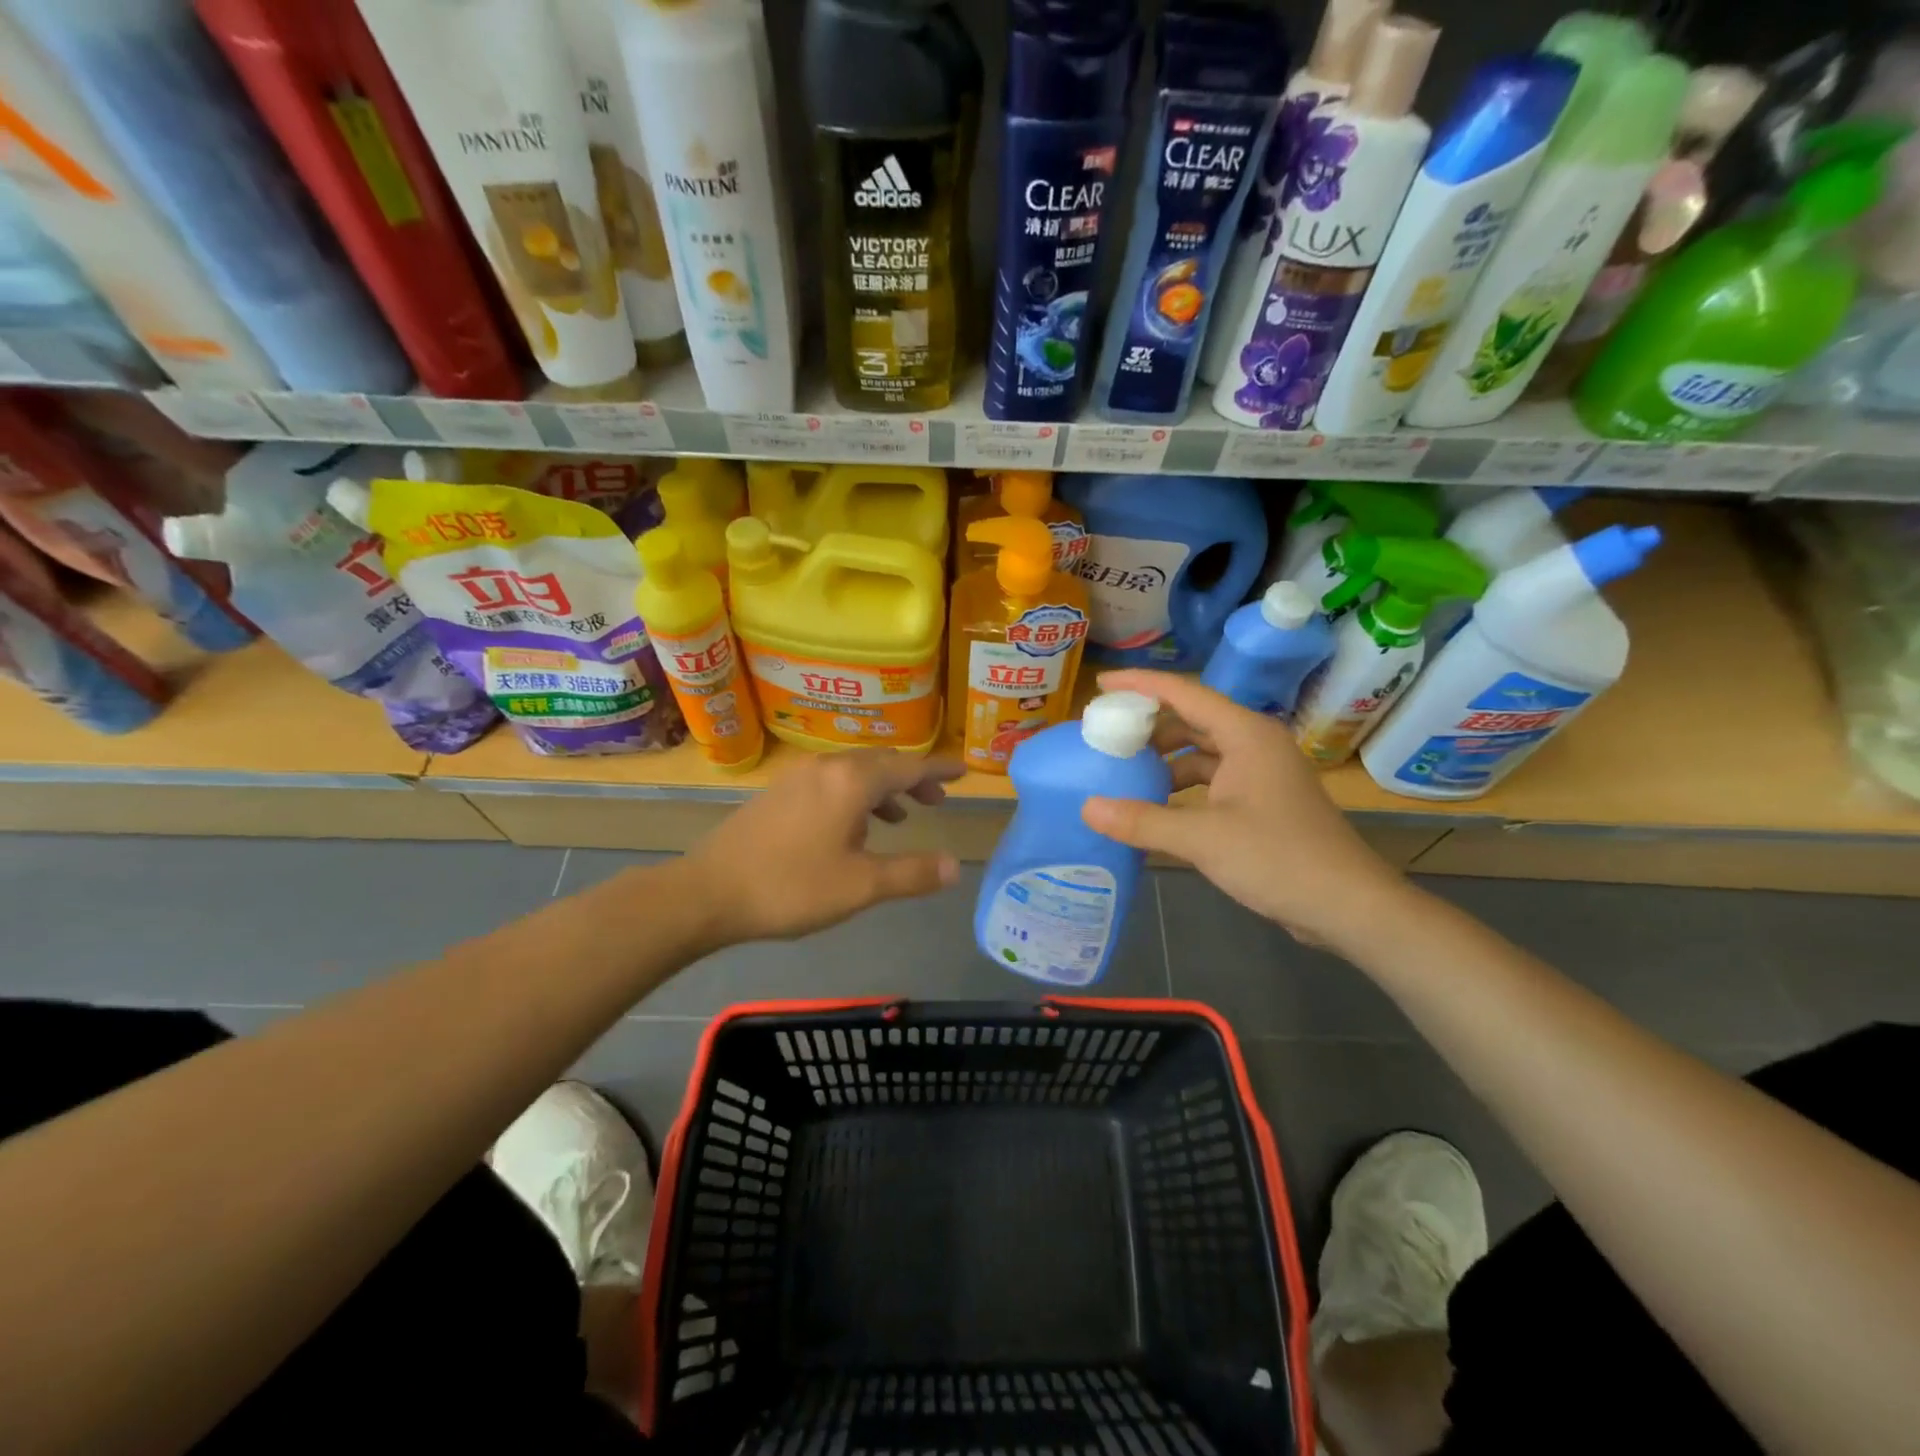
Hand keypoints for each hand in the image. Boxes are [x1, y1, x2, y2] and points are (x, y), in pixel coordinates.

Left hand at [686, 749, 963, 945]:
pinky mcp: (778, 792)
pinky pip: (831, 781)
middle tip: (937, 798)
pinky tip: (853, 827)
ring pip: (854, 771)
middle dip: (912, 777)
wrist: (708, 892)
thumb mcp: (860, 885)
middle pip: (881, 762)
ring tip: (902, 816)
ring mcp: (798, 777)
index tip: (964, 770)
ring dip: (883, 787)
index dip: (939, 769)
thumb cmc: (791, 887)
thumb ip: (911, 873)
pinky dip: (855, 795)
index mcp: (852, 781)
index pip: (909, 766)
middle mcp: (827, 767)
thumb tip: (954, 866)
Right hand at [1081, 670, 1413, 952]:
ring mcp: (1261, 774)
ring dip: (1164, 762)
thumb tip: (1087, 808)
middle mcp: (1254, 744)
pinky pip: (1211, 781)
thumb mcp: (1203, 839)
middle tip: (1105, 738)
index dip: (1140, 685)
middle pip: (1191, 720)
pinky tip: (1156, 808)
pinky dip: (1181, 789)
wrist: (1348, 906)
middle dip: (1148, 728)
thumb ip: (1143, 820)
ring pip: (1201, 754)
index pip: (1184, 693)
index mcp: (1246, 735)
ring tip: (1123, 775)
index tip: (1100, 686)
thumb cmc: (1279, 859)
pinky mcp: (1262, 803)